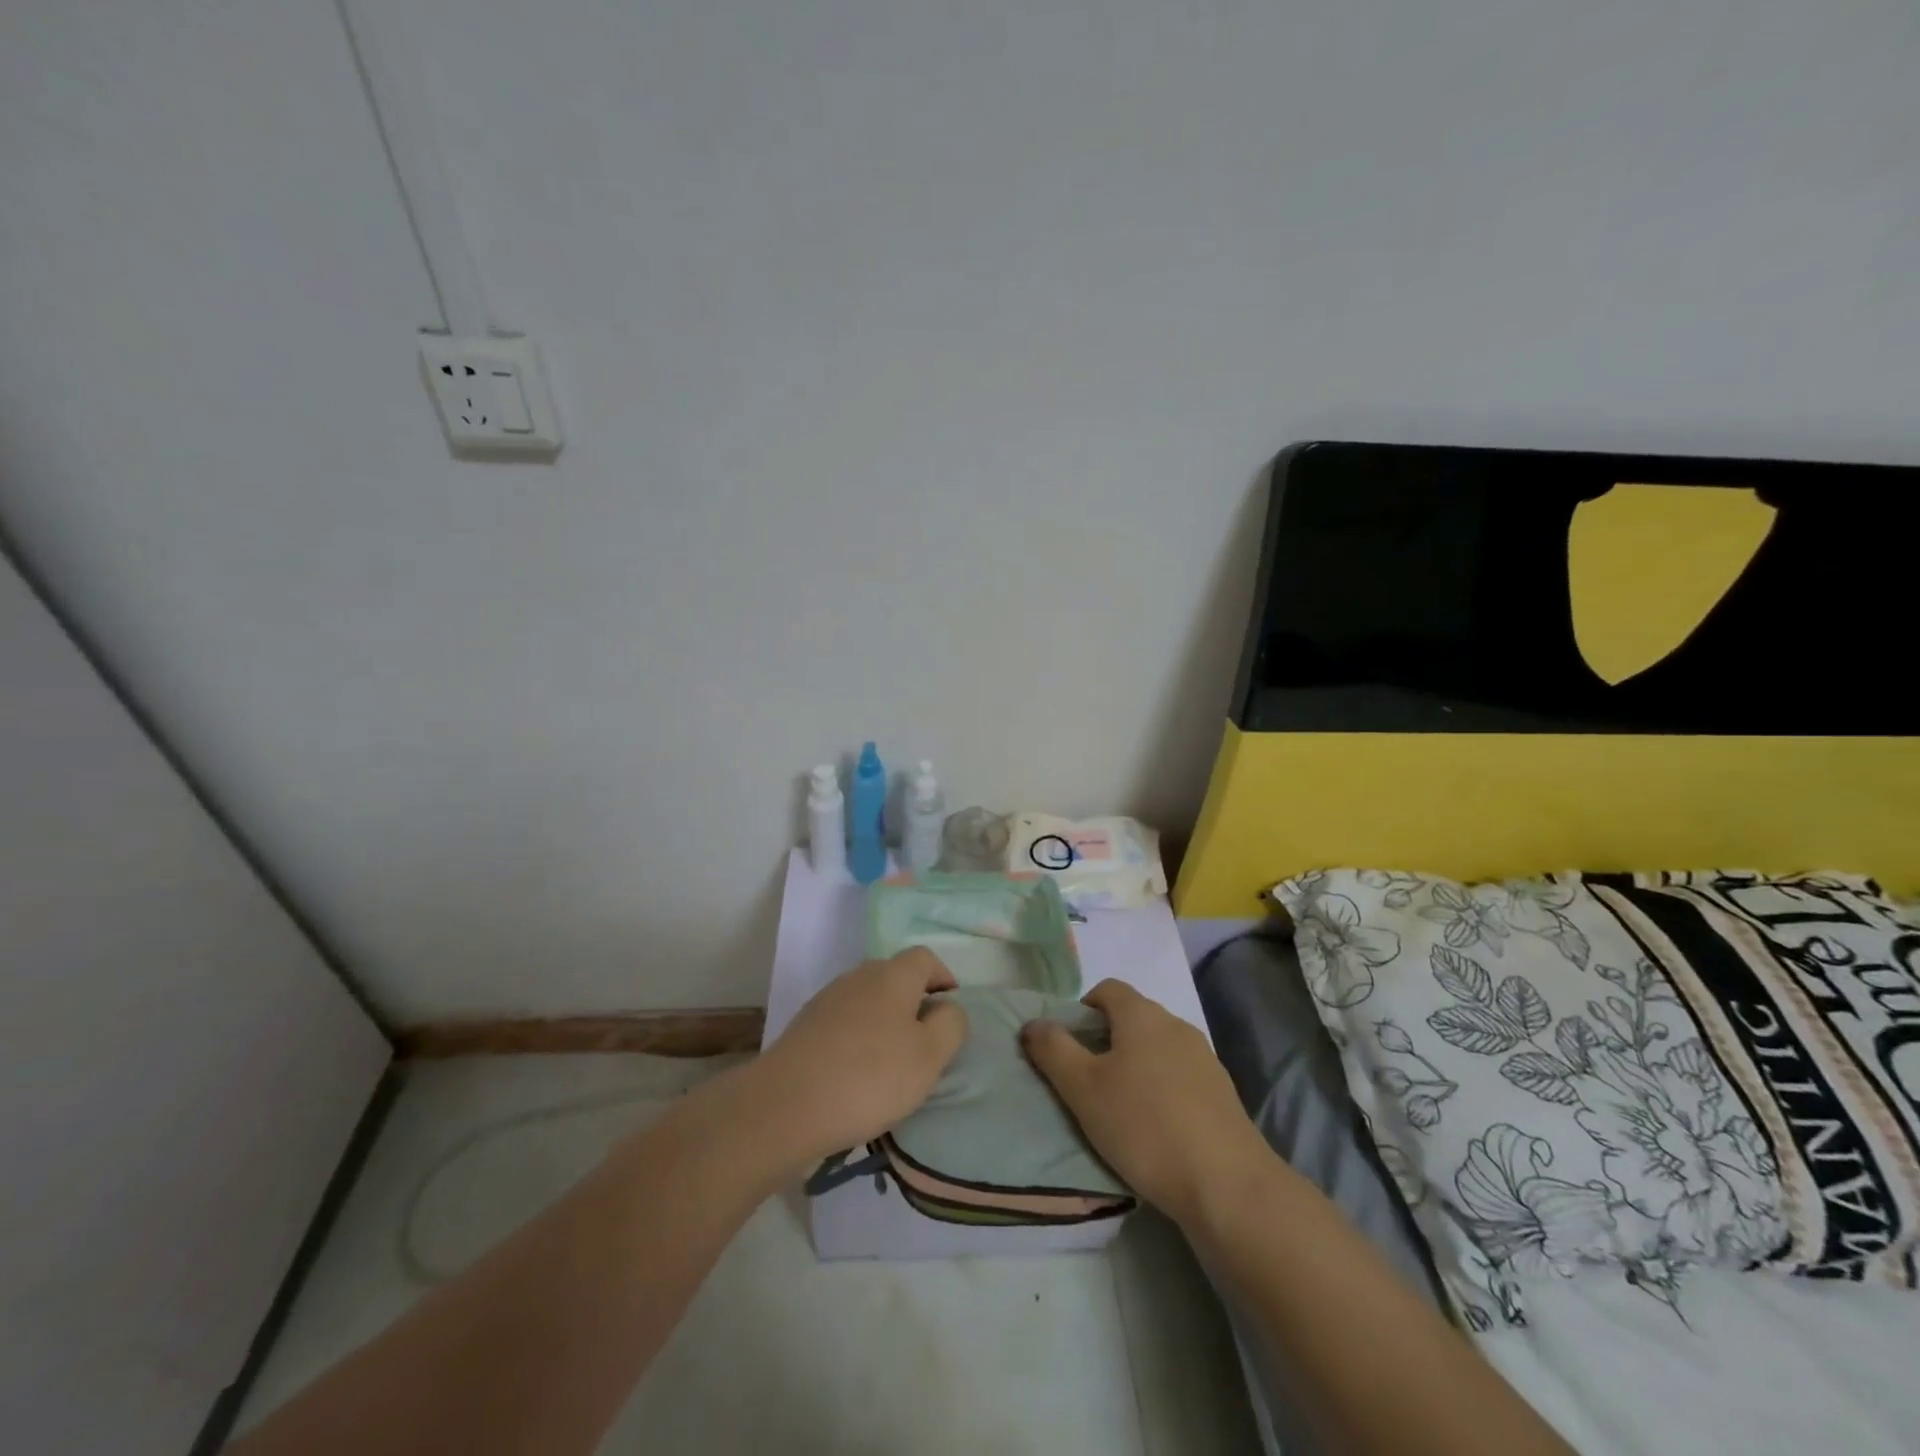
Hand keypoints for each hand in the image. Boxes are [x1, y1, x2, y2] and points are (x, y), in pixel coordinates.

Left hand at [752, 948, 968, 1170]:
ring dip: (885, 1023)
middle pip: (895, 977)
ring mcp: (828, 1000)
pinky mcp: (806, 1026)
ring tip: (892, 1065)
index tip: (950, 1013)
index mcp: (893, 975)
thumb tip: (947, 1007)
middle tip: (925, 1044)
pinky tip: (857, 1075)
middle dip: (914, 1003)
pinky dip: (858, 1040)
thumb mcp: (929, 1056)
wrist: (786, 1105)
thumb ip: (950, 1025)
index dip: (943, 978)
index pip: (925, 958)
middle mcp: (859, 976)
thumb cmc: (870, 1077)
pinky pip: (845, 1023)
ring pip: (868, 1001)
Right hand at [1021, 979, 1270, 1227]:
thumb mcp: (1083, 1089)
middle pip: (1132, 1018)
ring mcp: (1204, 1058)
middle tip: (1086, 1081)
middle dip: (1106, 1041)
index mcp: (1142, 1015)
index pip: (1107, 989)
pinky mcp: (1222, 1093)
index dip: (1082, 1009)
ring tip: (1119, 1109)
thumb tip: (1034, 1023)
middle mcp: (1176, 1025)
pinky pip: (1180, 1077)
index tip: (1068, 1047)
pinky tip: (1155, 1128)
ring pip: (1157, 1048)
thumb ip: (1053, 1050)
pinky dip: (1161, 1090)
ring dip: (1135, 1067)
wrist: (1227, 1185)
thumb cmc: (1144, 1126)